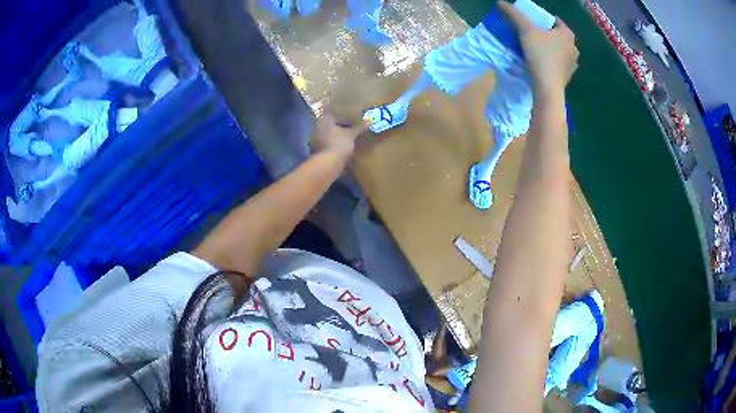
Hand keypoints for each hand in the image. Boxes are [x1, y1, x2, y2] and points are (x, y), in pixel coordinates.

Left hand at [310, 115, 365, 157]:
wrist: (329, 163)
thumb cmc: (339, 143)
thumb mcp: (351, 134)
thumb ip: (359, 127)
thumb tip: (369, 120)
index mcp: (324, 120)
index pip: (336, 116)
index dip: (346, 119)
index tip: (354, 122)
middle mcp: (318, 128)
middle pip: (332, 125)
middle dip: (342, 128)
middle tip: (353, 131)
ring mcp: (316, 140)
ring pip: (330, 135)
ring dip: (338, 137)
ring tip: (349, 140)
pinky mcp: (318, 150)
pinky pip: (329, 144)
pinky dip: (335, 145)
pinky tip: (343, 149)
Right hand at [499, 1, 578, 96]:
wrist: (547, 87)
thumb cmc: (540, 55)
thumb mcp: (525, 30)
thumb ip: (514, 14)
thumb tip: (501, 2)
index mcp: (567, 34)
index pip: (555, 21)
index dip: (543, 20)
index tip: (532, 23)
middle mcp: (574, 47)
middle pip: (558, 36)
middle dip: (547, 34)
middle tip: (532, 35)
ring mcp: (573, 64)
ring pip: (559, 50)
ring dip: (550, 49)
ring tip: (535, 50)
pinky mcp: (568, 77)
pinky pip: (559, 64)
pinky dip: (551, 62)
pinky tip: (541, 64)